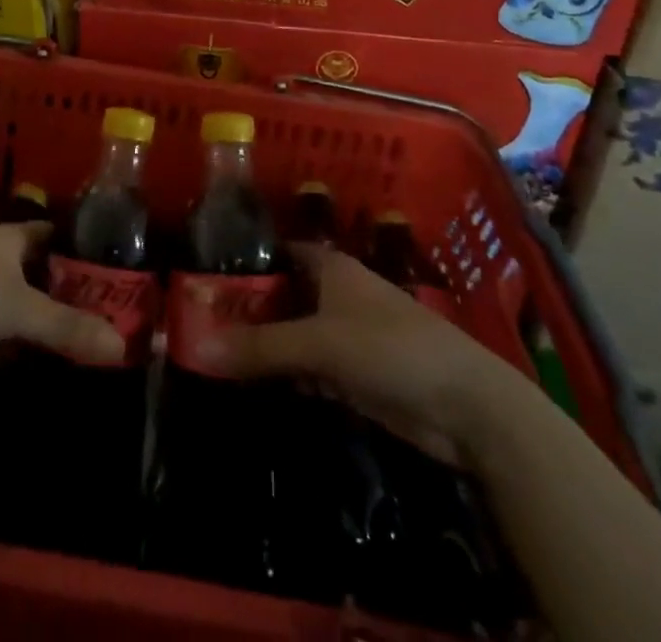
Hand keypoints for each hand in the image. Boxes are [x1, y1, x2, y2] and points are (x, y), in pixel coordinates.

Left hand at [0, 222, 123, 381]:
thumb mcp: (18, 307)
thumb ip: (68, 326)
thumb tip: (123, 346)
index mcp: (19, 239)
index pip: (67, 239)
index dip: (95, 254)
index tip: (132, 275)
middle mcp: (9, 265)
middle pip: (56, 281)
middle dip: (86, 301)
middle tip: (132, 322)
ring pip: (40, 315)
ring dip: (65, 331)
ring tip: (114, 348)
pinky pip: (21, 344)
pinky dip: (41, 354)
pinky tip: (75, 368)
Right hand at [195, 243, 528, 463]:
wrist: (466, 407)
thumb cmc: (391, 349)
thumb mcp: (320, 343)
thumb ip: (261, 346)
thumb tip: (197, 345)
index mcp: (330, 267)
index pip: (277, 252)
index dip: (244, 260)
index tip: (203, 276)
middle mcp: (334, 294)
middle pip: (281, 295)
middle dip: (245, 308)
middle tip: (194, 321)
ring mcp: (345, 335)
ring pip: (292, 333)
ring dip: (261, 344)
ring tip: (210, 350)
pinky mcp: (354, 374)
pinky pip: (306, 367)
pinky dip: (283, 373)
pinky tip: (250, 382)